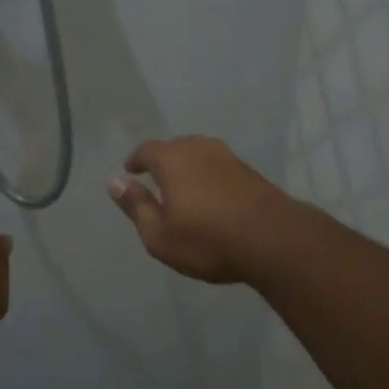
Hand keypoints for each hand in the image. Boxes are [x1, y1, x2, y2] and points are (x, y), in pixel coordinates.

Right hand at [106, 136, 288, 283]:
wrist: (274, 240)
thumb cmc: (208, 240)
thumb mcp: (160, 235)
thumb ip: (136, 206)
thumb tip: (114, 182)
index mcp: (172, 159)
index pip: (147, 150)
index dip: (136, 160)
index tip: (131, 170)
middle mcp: (200, 148)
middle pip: (175, 147)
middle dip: (162, 161)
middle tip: (155, 180)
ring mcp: (228, 157)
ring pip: (200, 154)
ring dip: (188, 167)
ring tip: (183, 188)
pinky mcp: (250, 171)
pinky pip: (219, 167)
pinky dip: (209, 176)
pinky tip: (211, 196)